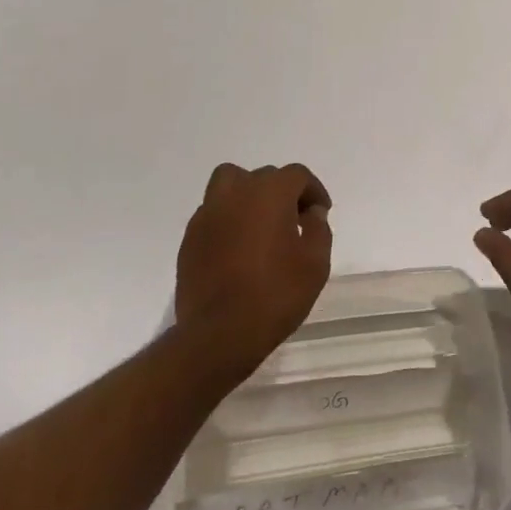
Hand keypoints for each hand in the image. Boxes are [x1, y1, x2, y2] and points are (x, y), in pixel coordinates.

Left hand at [175, 162, 332, 379]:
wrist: (219, 334)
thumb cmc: (275, 295)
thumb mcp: (315, 264)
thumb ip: (318, 229)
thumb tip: (311, 212)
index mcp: (269, 193)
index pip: (296, 175)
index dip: (313, 190)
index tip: (320, 213)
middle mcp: (236, 193)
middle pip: (264, 177)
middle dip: (283, 193)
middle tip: (294, 222)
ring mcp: (208, 213)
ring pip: (230, 184)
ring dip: (248, 195)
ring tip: (260, 223)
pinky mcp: (190, 237)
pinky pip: (213, 212)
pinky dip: (228, 218)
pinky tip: (238, 247)